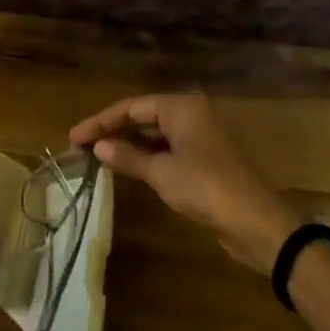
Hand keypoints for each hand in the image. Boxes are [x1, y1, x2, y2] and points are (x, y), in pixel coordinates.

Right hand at [70, 93, 301, 274]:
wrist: (257, 223)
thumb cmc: (206, 189)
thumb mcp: (161, 173)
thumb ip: (128, 156)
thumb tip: (99, 146)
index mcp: (182, 107)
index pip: (131, 107)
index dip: (99, 122)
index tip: (73, 138)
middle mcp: (191, 115)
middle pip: (142, 116)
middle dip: (111, 131)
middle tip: (80, 147)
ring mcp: (199, 137)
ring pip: (154, 134)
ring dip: (127, 144)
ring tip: (97, 157)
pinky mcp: (204, 160)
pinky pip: (166, 150)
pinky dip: (145, 156)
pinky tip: (127, 168)